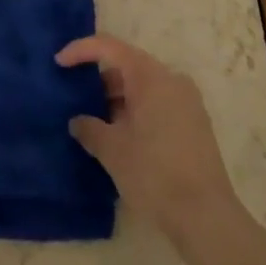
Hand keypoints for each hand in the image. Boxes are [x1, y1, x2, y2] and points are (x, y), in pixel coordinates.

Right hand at [56, 32, 237, 242]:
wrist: (206, 218)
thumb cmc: (154, 173)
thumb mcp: (112, 151)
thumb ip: (89, 128)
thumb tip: (78, 121)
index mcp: (150, 75)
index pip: (109, 47)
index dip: (80, 50)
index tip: (59, 63)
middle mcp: (171, 78)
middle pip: (127, 66)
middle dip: (100, 82)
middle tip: (78, 103)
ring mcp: (187, 101)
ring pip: (143, 87)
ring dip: (119, 100)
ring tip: (98, 125)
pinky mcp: (196, 123)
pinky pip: (158, 103)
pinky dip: (137, 112)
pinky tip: (124, 139)